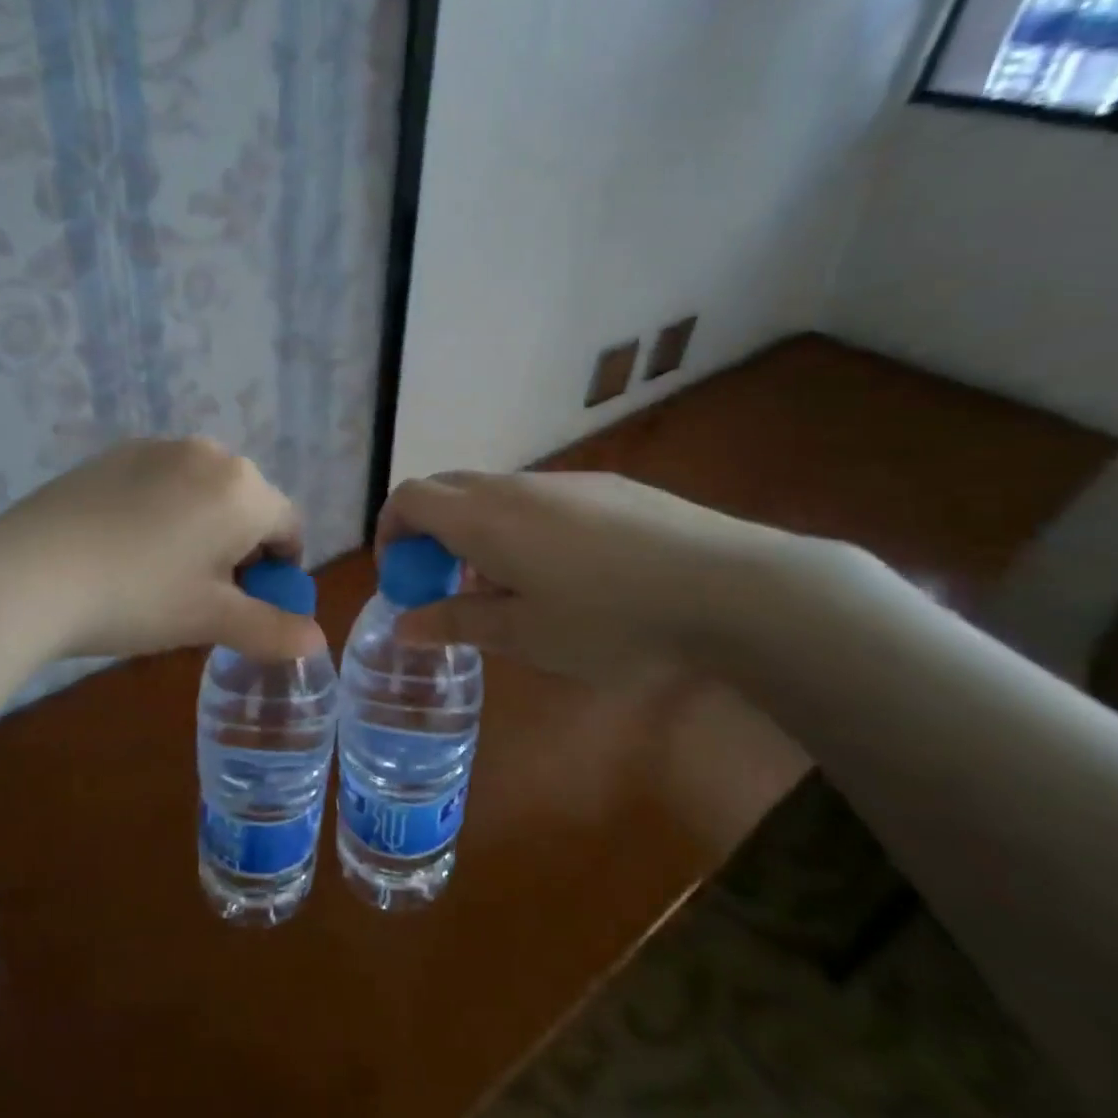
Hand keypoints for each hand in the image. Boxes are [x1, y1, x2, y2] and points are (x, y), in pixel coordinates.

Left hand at [0, 438, 324, 661]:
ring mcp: (156, 447)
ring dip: (203, 528)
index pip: (289, 527)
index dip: (280, 571)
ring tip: (161, 572)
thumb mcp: (211, 620)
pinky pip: (162, 482)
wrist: (27, 575)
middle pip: (248, 505)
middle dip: (241, 548)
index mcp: (243, 488)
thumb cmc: (137, 598)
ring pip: (204, 492)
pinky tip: (125, 547)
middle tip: (203, 593)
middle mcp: (208, 453)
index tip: (250, 604)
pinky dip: (163, 510)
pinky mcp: (114, 454)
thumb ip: (272, 629)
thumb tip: (317, 641)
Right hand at [376, 470, 807, 683]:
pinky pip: (537, 497)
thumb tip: (403, 624)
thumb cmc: (610, 620)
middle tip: (446, 585)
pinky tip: (564, 572)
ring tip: (507, 586)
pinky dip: (518, 525)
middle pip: (446, 488)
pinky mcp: (605, 486)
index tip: (403, 577)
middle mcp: (514, 486)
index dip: (390, 532)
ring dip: (475, 530)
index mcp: (483, 518)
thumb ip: (456, 623)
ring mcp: (563, 481)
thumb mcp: (524, 636)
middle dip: (429, 531)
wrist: (727, 586)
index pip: (409, 498)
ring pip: (494, 493)